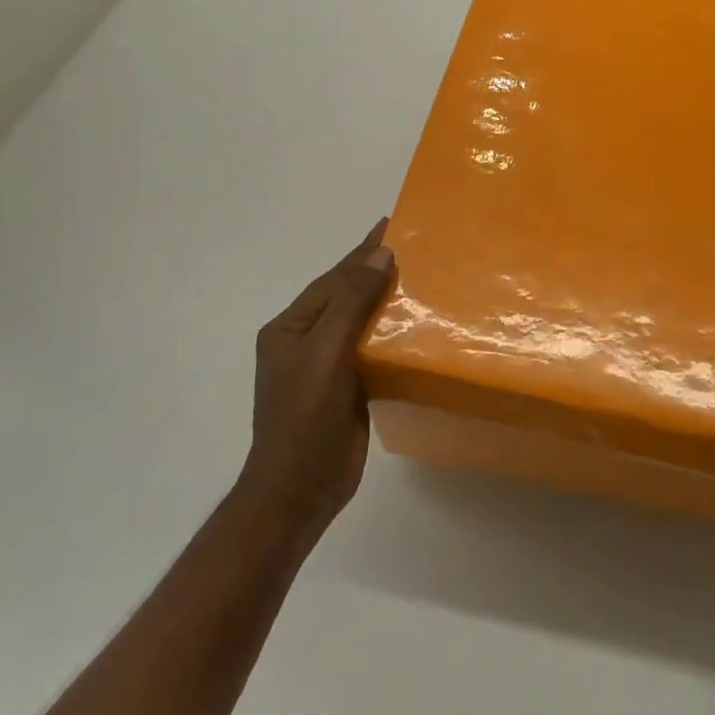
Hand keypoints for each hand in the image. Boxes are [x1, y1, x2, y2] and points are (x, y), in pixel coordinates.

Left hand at [237, 219, 394, 540]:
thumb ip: (352, 302)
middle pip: (346, 296)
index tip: (391, 224)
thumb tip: (381, 255)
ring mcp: (327, 366)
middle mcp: (307, 340)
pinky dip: (393, 332)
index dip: (362, 251)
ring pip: (362, 322)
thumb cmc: (305, 416)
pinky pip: (372, 348)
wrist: (299, 490)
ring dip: (388, 300)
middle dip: (376, 270)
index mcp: (291, 326)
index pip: (333, 278)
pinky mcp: (348, 387)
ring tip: (423, 277)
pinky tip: (418, 323)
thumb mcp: (326, 352)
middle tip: (415, 245)